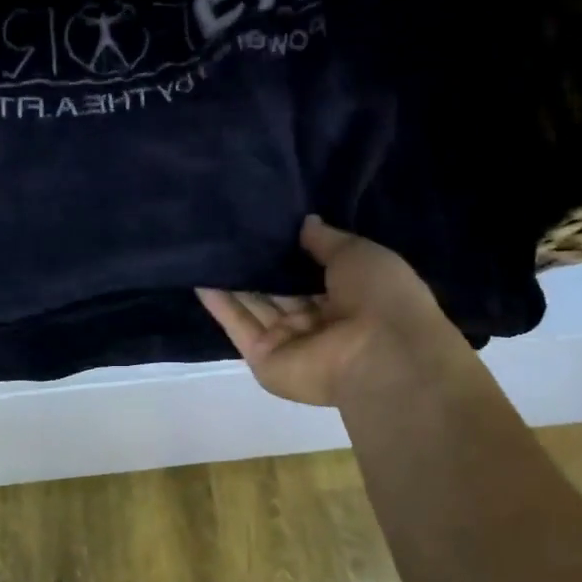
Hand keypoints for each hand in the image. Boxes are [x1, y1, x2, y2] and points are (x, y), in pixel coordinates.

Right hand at [197, 216, 459, 406]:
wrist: (379, 353)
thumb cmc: (380, 297)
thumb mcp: (358, 254)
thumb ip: (327, 241)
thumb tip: (306, 222)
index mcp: (347, 298)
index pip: (310, 272)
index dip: (289, 251)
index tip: (266, 224)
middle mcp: (316, 322)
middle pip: (278, 290)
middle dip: (257, 264)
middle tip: (229, 231)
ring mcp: (288, 343)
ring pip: (254, 306)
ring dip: (233, 280)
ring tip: (207, 247)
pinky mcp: (264, 359)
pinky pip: (240, 327)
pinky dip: (220, 304)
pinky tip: (201, 277)